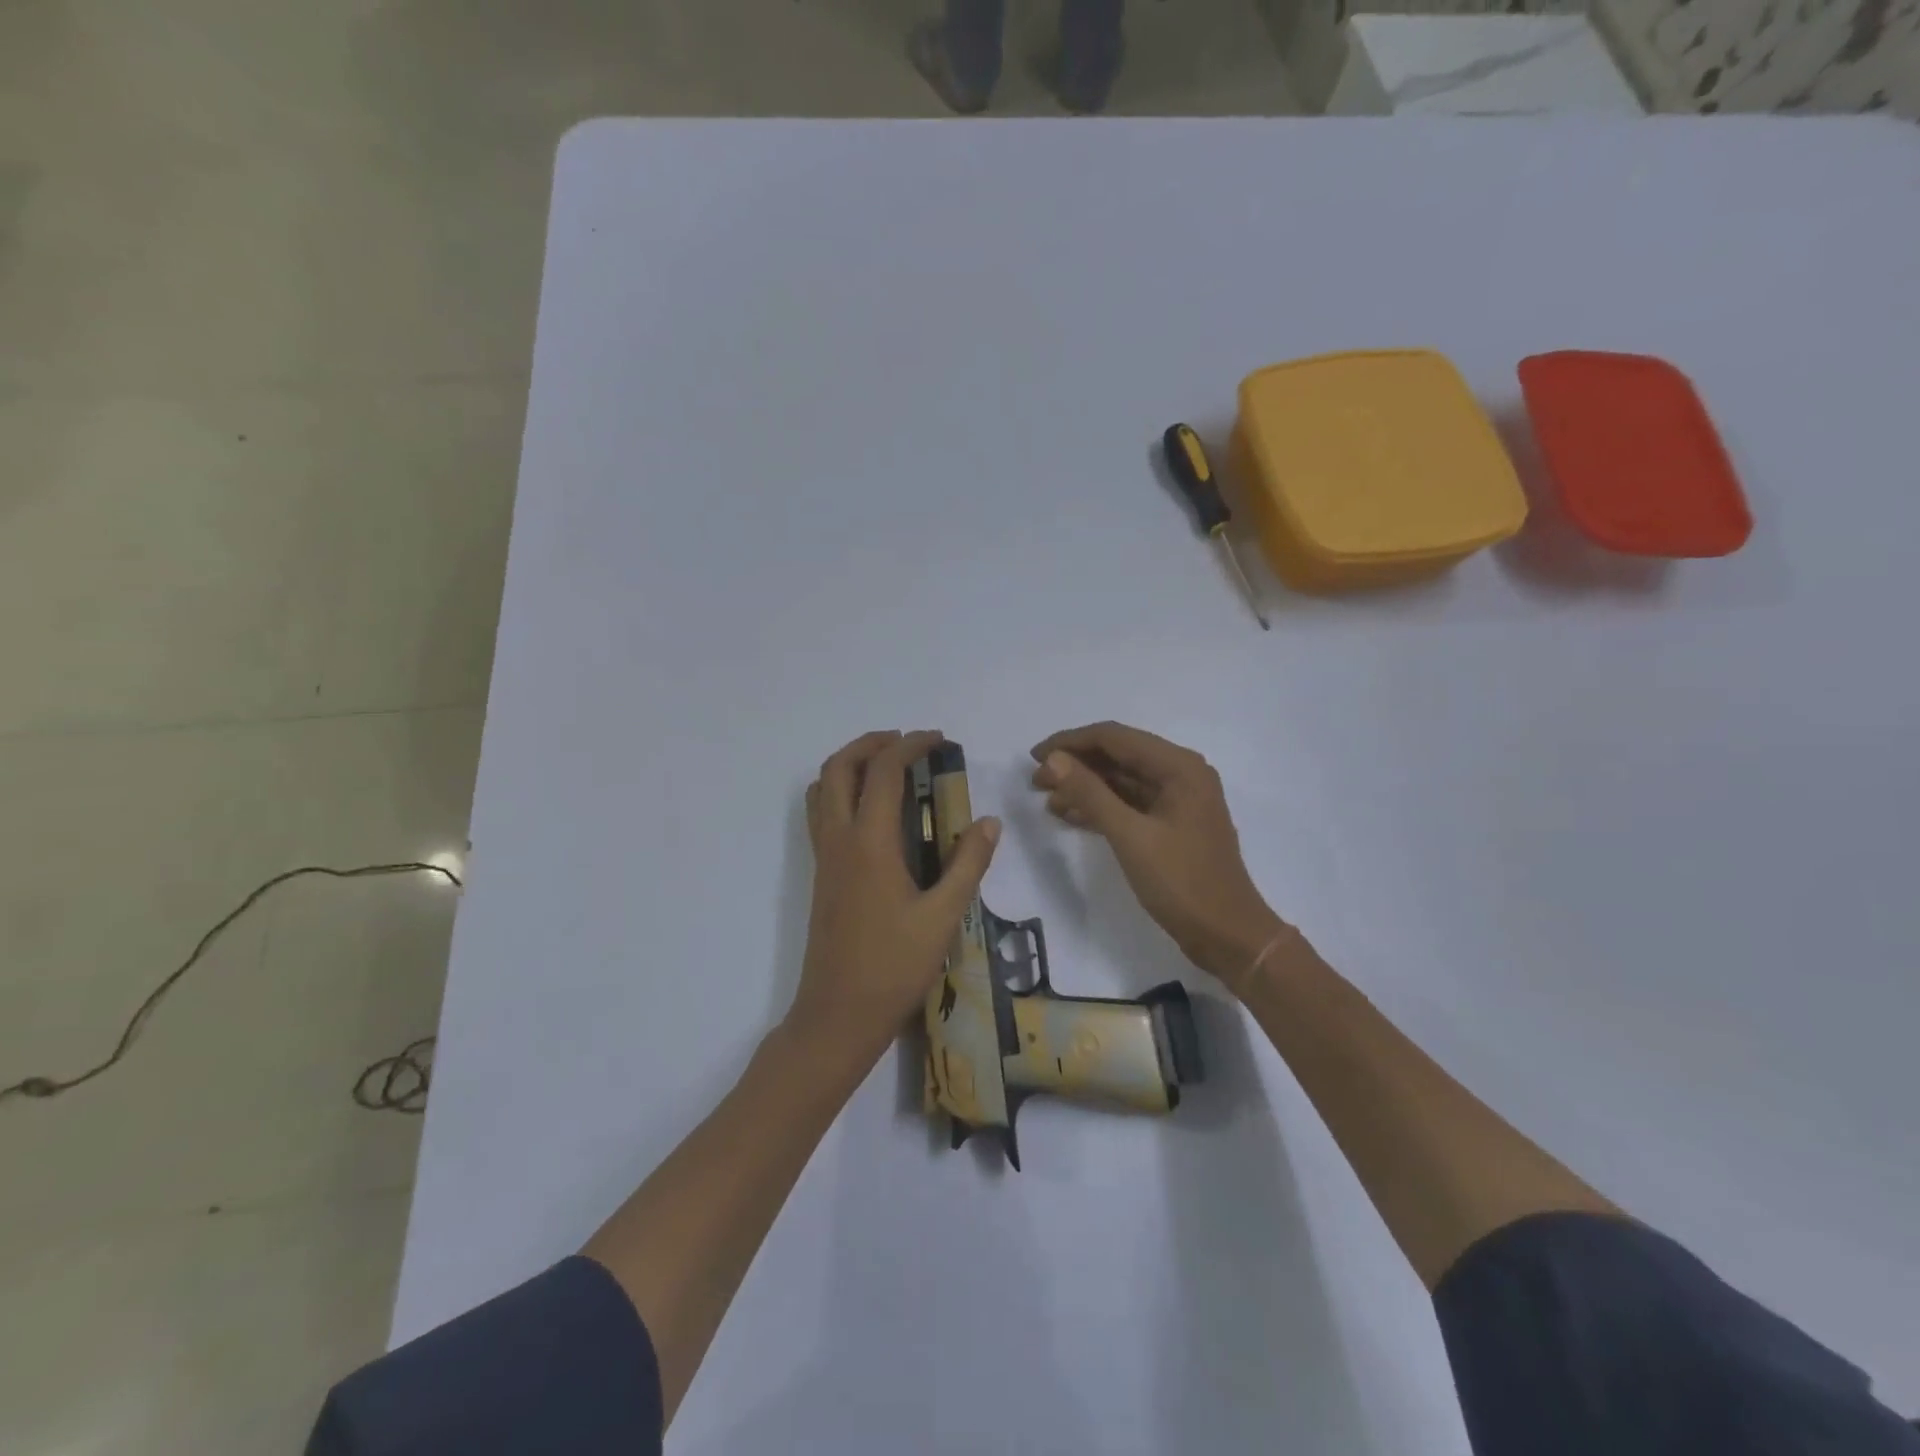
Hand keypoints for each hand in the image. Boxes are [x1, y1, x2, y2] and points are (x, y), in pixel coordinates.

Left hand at [790, 730, 1000, 1061]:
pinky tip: (872, 811)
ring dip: (850, 763)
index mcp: (870, 843)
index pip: (885, 772)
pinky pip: (821, 812)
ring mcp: (824, 857)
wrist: (838, 1014)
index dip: (911, 746)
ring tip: (886, 766)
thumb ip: (968, 863)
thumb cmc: (894, 967)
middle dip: (871, 743)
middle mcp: (839, 839)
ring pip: (823, 787)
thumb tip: (989, 822)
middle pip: (840, 766)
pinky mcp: (820, 874)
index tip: (937, 739)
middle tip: (906, 743)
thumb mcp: (943, 916)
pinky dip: (840, 790)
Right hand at [1031, 722, 1285, 991]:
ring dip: (1084, 786)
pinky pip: (1129, 803)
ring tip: (1046, 799)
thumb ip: (1090, 793)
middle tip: (1035, 781)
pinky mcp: (1171, 824)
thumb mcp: (1130, 836)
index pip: (1114, 737)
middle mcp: (1180, 773)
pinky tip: (1069, 816)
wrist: (1227, 936)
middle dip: (1075, 764)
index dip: (1070, 742)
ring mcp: (1177, 800)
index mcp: (1179, 766)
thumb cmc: (1182, 883)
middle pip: (1118, 755)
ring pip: (1121, 780)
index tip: (1033, 757)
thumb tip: (1052, 759)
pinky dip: (1100, 806)